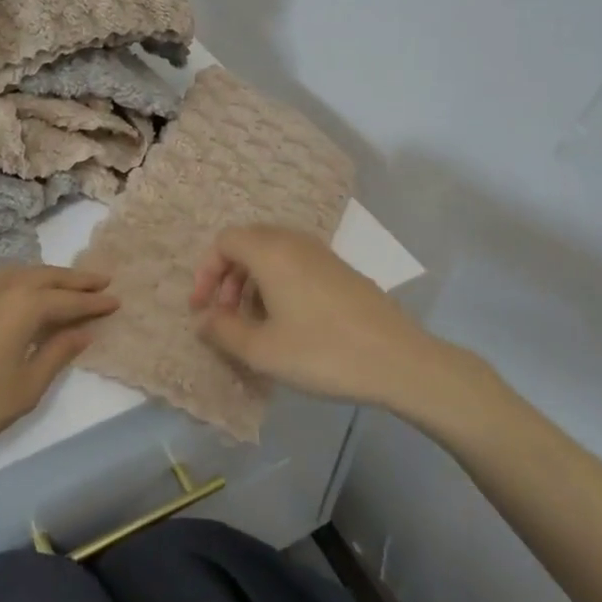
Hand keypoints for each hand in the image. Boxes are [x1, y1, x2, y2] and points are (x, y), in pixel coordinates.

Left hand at [0, 266, 118, 466]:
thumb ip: (56, 354)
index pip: (68, 300)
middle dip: (75, 279)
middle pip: (44, 277)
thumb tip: (82, 331)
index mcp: (23, 307)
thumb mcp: (24, 388)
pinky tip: (20, 298)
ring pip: (17, 274)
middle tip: (101, 280)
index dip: (94, 303)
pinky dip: (20, 282)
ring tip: (64, 284)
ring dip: (46, 276)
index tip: (116, 300)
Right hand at [191, 226, 462, 413]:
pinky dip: (278, 284)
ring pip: (273, 255)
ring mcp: (322, 254)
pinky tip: (287, 323)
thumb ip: (223, 331)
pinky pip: (296, 265)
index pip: (224, 241)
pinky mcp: (341, 270)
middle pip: (247, 244)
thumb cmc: (322, 352)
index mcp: (271, 252)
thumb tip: (203, 319)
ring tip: (254, 324)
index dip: (205, 272)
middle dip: (228, 278)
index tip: (203, 309)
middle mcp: (295, 242)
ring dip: (253, 283)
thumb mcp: (262, 350)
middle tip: (226, 316)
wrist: (398, 360)